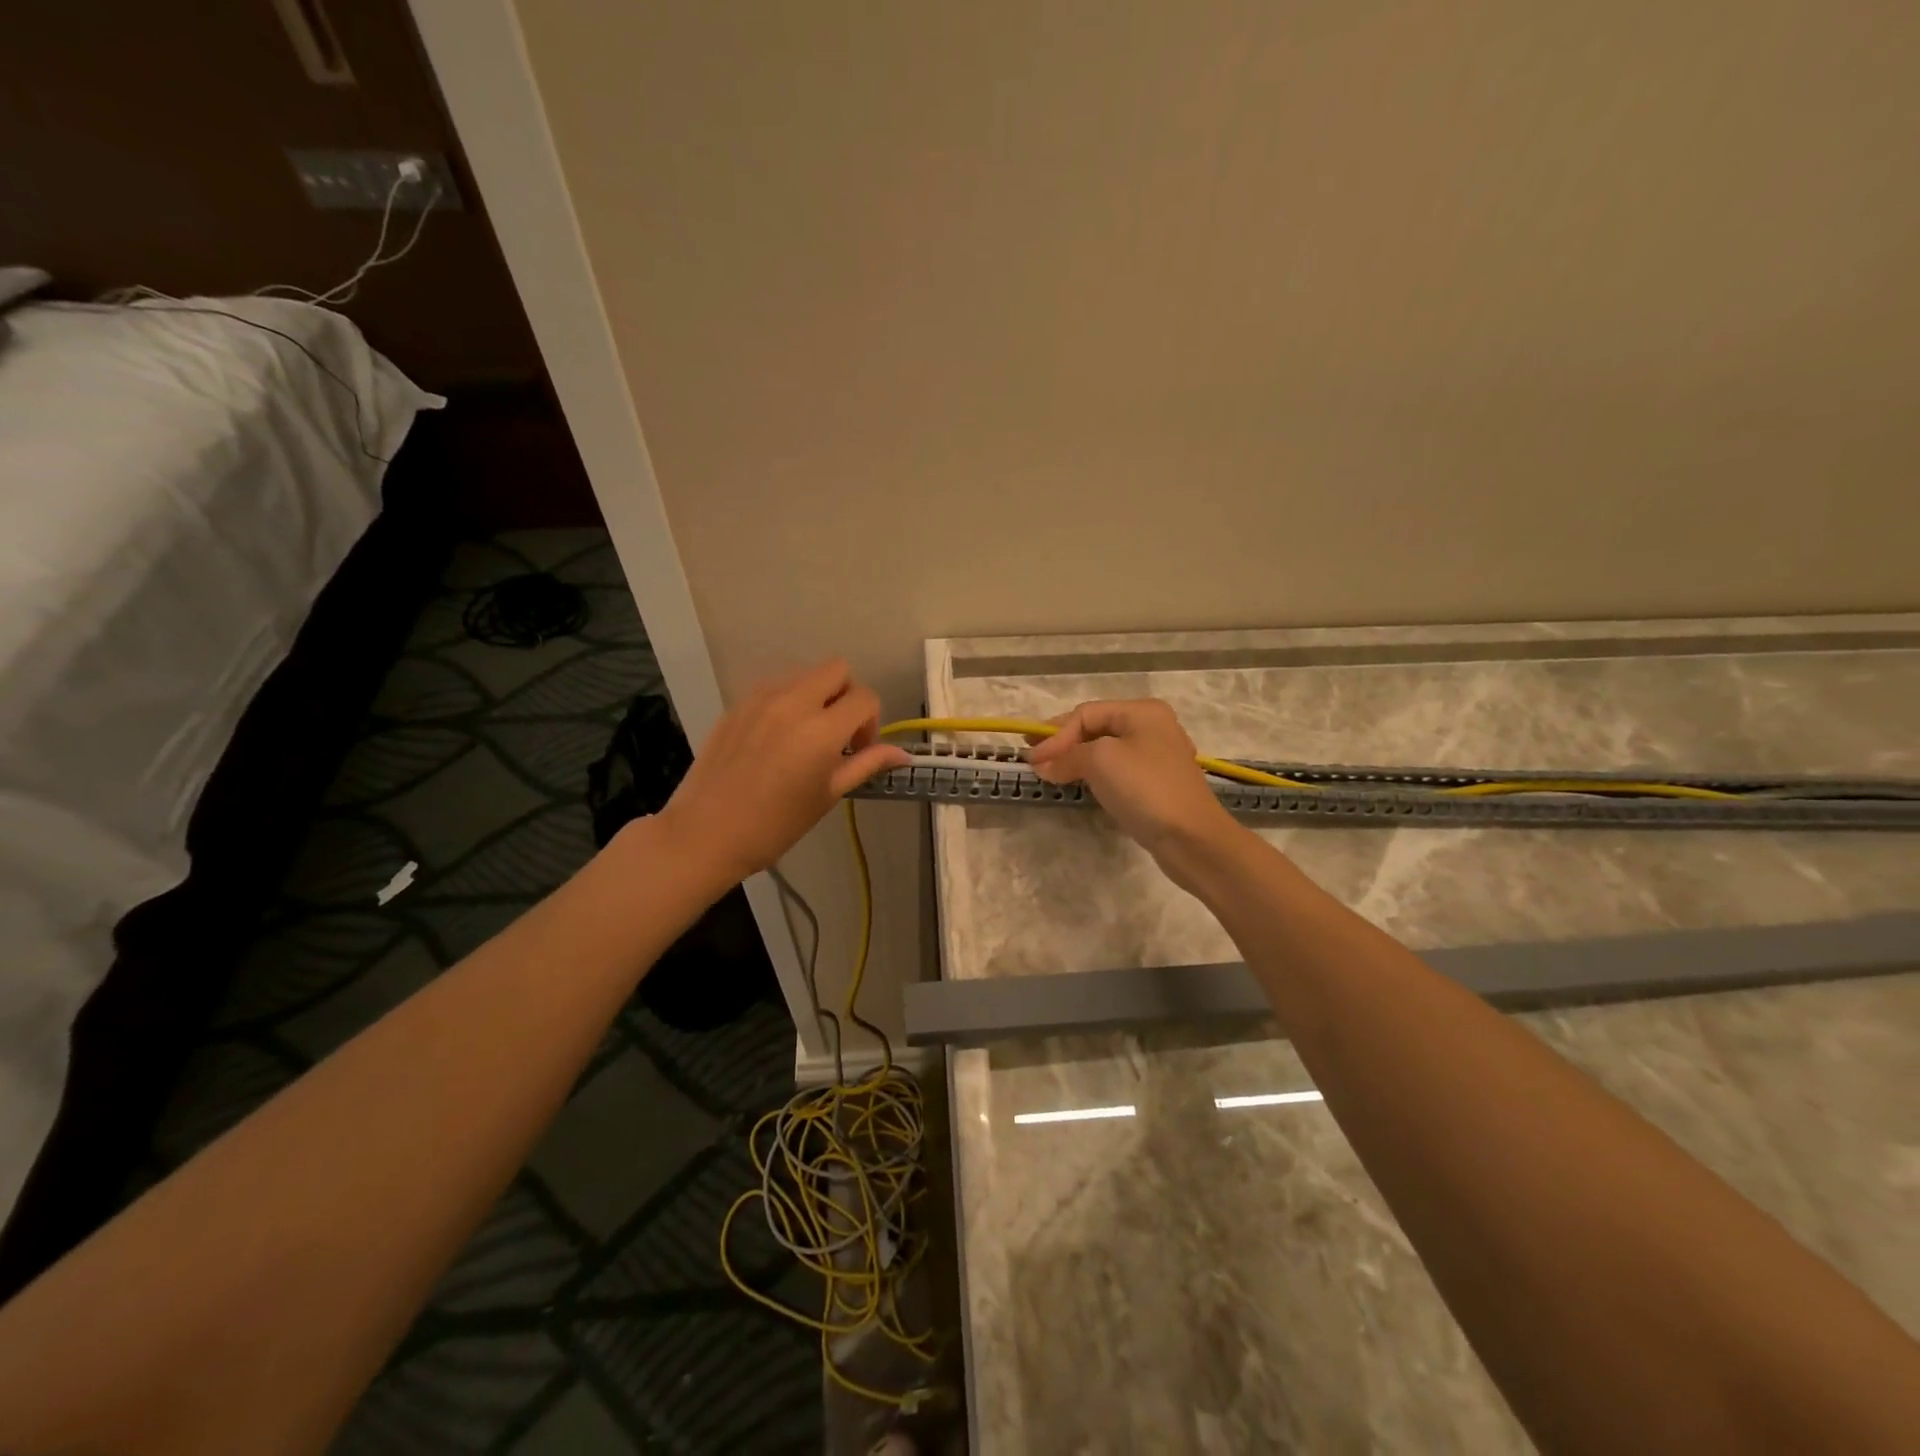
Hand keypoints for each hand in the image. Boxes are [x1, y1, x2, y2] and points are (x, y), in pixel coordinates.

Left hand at [654, 660, 908, 883]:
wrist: (706, 834)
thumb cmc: (775, 825)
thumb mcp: (828, 795)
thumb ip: (866, 765)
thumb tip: (904, 754)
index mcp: (821, 729)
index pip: (865, 698)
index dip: (871, 723)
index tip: (858, 750)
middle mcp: (793, 702)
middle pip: (837, 669)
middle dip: (847, 694)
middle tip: (839, 732)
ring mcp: (760, 699)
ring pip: (804, 674)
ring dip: (817, 694)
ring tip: (807, 735)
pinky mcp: (737, 704)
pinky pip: (775, 687)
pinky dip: (788, 701)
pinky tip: (778, 738)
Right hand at [1027, 699, 1243, 883]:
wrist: (1191, 838)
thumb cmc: (1145, 788)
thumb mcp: (1100, 761)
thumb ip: (1067, 756)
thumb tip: (1041, 764)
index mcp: (1142, 712)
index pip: (1086, 713)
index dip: (1056, 734)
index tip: (1032, 759)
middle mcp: (1152, 727)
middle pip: (1096, 727)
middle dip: (1064, 743)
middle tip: (1035, 758)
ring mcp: (1157, 756)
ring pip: (1106, 750)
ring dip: (1076, 758)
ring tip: (1051, 771)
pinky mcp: (1157, 784)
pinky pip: (1117, 770)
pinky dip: (1094, 773)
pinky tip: (1081, 783)